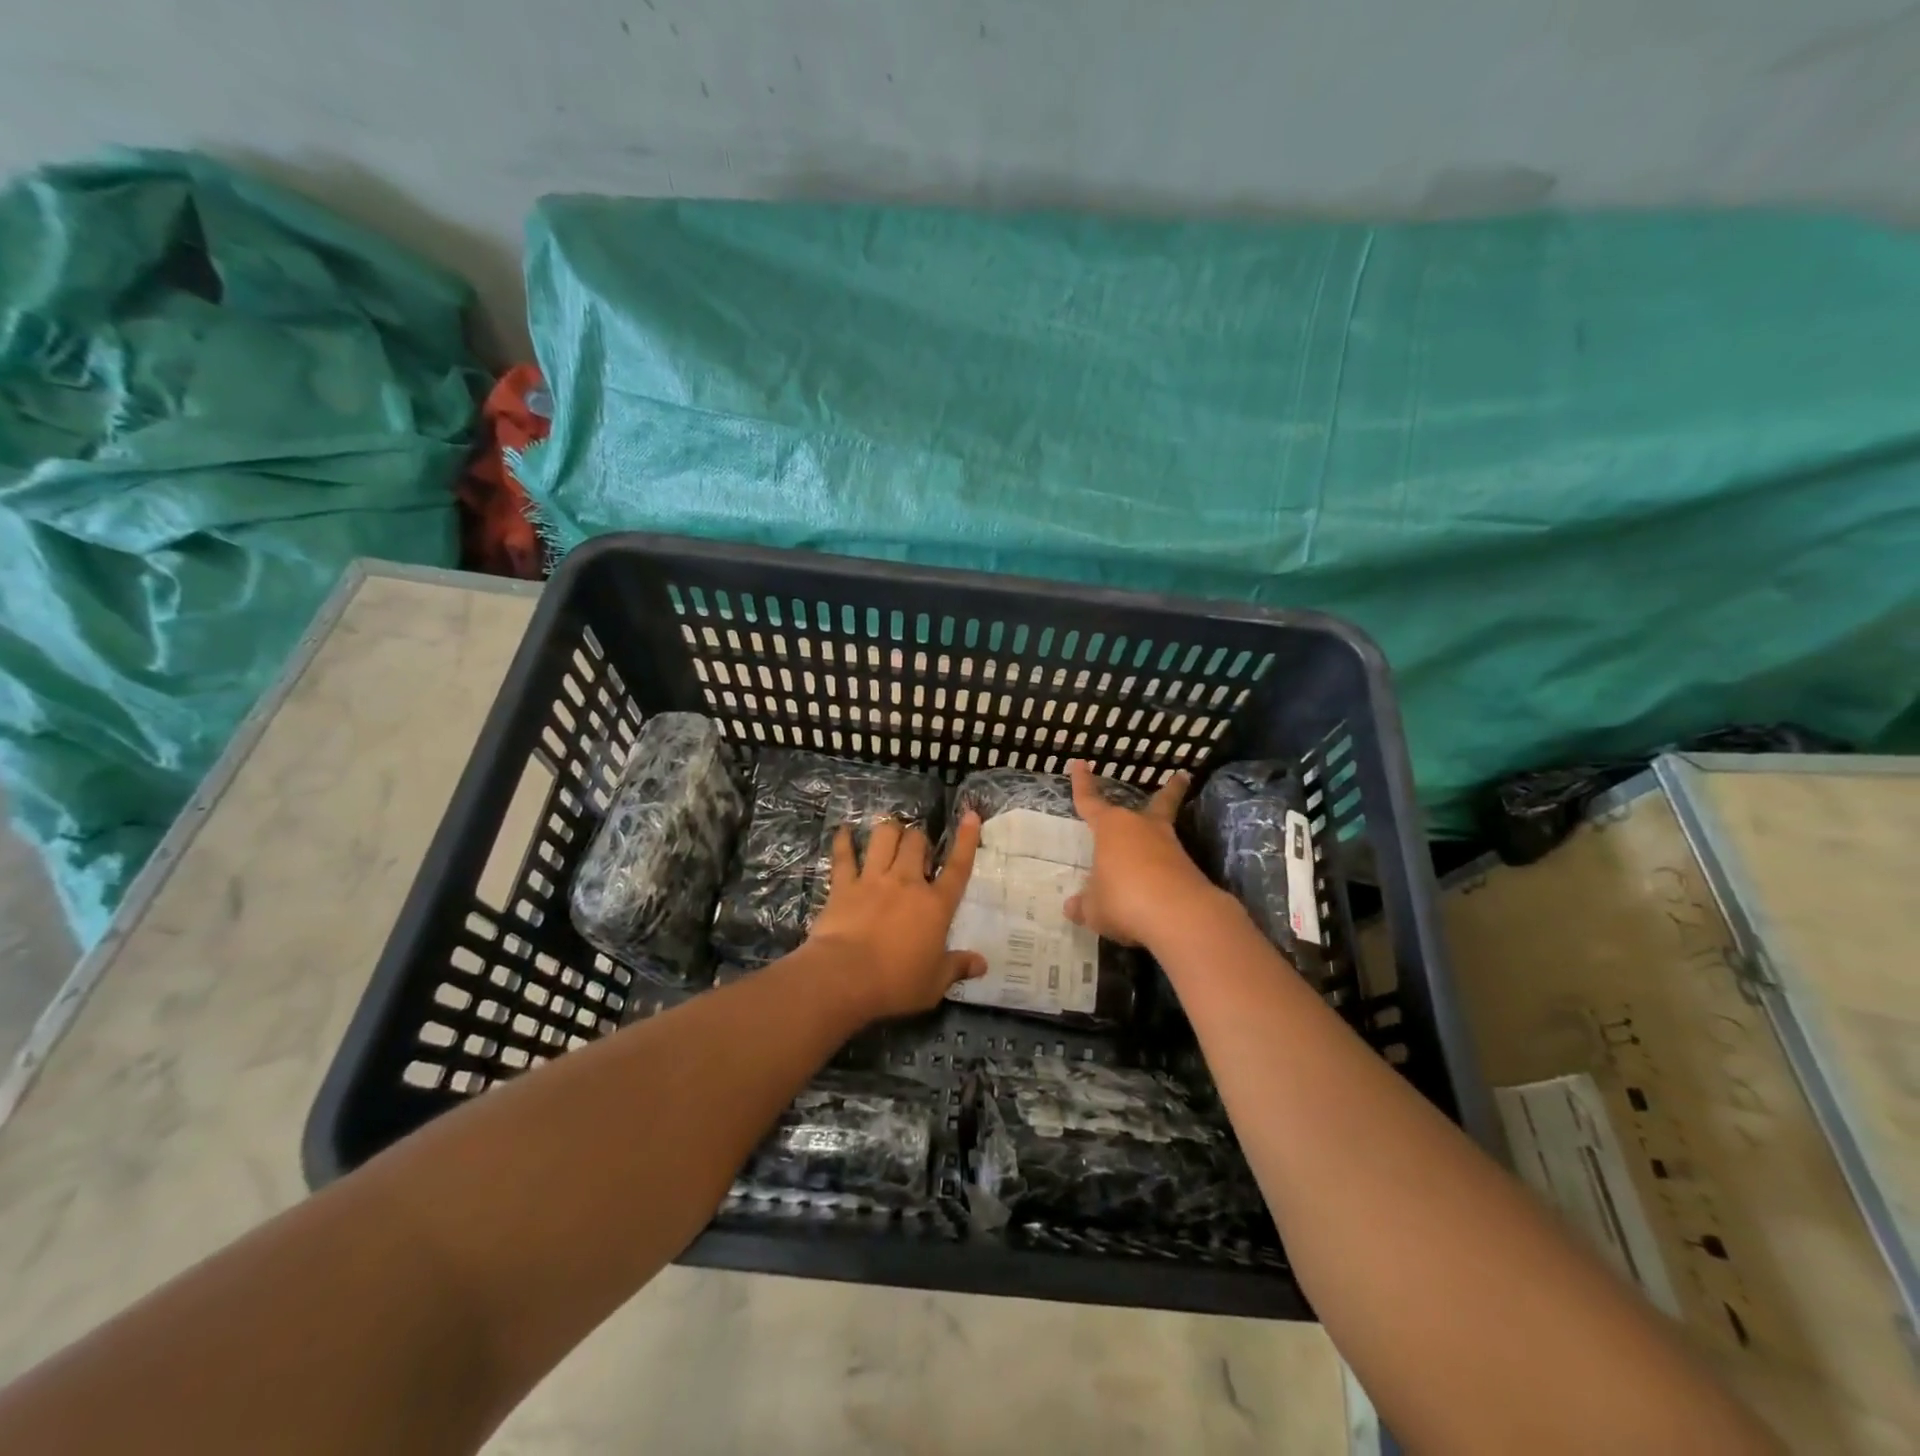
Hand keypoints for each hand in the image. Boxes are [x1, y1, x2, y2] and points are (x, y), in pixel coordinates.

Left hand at [806, 814, 987, 1020]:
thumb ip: (958, 967)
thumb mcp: (934, 983)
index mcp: (935, 905)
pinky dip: (843, 842)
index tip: (971, 815)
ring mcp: (873, 880)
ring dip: (889, 831)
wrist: (845, 977)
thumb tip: (982, 964)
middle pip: (916, 843)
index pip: (958, 867)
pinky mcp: (844, 886)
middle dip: (919, 839)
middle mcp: (906, 883)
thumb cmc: (896, 983)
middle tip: (918, 851)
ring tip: (890, 833)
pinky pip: (844, 856)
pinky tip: (842, 831)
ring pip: (884, 838)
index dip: (966, 840)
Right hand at [1062, 759, 1224, 949]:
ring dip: (1163, 837)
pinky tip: (1159, 891)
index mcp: (1111, 828)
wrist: (1180, 916)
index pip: (1090, 802)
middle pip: (1157, 804)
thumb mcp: (1093, 908)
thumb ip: (1084, 905)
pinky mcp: (1190, 870)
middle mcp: (1142, 829)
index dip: (1082, 784)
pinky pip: (1172, 866)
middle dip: (1169, 791)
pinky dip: (1166, 873)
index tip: (1080, 764)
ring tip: (1158, 846)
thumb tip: (1073, 907)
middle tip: (1181, 777)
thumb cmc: (1123, 899)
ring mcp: (1171, 848)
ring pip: (1166, 834)